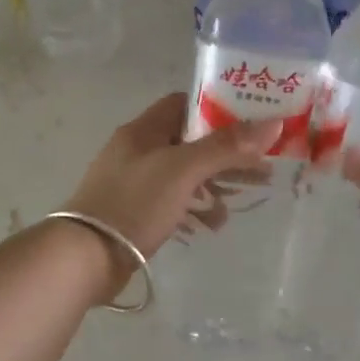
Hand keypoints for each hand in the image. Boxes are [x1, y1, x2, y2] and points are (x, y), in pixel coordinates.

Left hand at [65, 93, 278, 261]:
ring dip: (214, 183)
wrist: (86, 256)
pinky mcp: (134, 212)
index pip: (184, 104)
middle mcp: (137, 150)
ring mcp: (133, 182)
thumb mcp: (183, 170)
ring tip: (245, 197)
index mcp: (143, 130)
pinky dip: (195, 208)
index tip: (251, 122)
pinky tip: (214, 224)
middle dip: (226, 153)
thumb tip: (272, 123)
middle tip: (261, 166)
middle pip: (190, 141)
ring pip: (184, 174)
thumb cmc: (135, 203)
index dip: (218, 109)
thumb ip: (226, 146)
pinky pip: (172, 202)